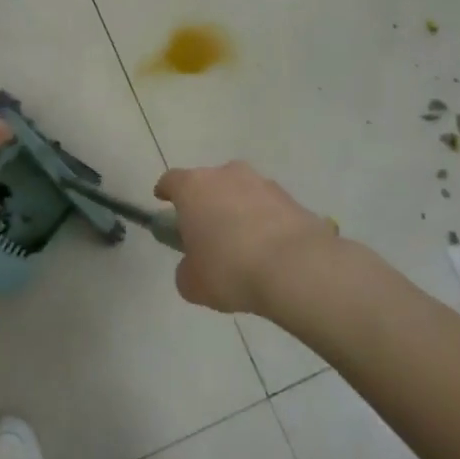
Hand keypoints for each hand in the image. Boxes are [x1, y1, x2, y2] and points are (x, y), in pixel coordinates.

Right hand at [154, 162, 339, 315]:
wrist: (296, 268)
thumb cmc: (230, 270)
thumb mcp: (193, 283)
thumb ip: (187, 270)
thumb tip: (194, 266)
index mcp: (194, 188)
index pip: (172, 180)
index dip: (166, 191)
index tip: (163, 201)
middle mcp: (227, 175)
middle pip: (209, 183)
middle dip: (206, 202)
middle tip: (206, 232)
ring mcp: (263, 183)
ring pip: (242, 193)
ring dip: (238, 211)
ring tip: (242, 245)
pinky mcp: (292, 199)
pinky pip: (269, 209)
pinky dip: (265, 223)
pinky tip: (269, 251)